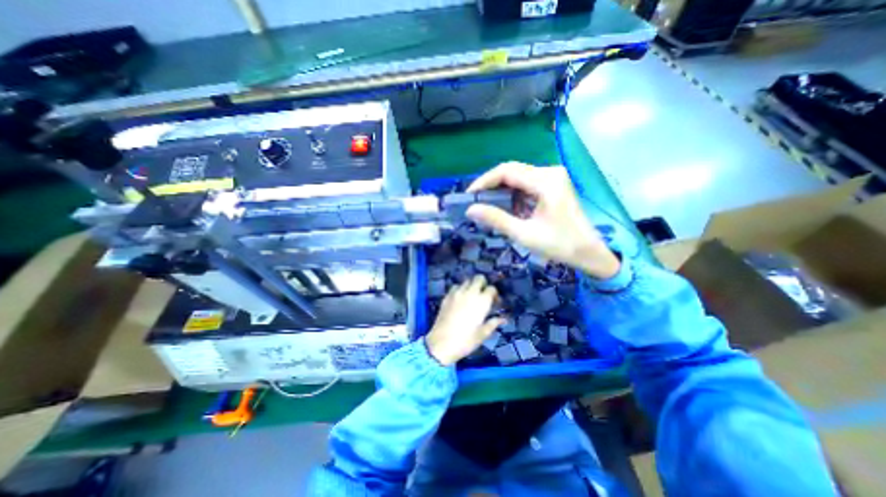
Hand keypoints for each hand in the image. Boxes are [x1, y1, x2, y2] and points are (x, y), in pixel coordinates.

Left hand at [424, 273, 501, 366]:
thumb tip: (503, 319)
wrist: (442, 344)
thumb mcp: (483, 334)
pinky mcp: (447, 296)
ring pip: (467, 281)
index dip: (494, 294)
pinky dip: (460, 289)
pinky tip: (460, 299)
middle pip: (479, 278)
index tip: (495, 302)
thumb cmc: (466, 341)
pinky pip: (455, 287)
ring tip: (471, 297)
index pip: (491, 289)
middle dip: (483, 284)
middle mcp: (470, 293)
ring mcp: (457, 293)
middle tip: (483, 296)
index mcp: (482, 302)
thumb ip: (493, 323)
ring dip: (471, 286)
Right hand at [466, 163, 617, 279]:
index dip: (484, 181)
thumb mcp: (524, 234)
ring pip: (518, 176)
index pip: (507, 171)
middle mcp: (550, 172)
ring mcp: (553, 177)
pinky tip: (505, 205)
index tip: (469, 195)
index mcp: (546, 182)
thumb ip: (496, 219)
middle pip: (512, 171)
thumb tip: (470, 210)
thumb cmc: (560, 245)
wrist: (589, 252)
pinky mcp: (553, 184)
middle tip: (475, 200)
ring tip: (485, 203)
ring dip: (500, 189)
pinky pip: (526, 183)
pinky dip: (512, 193)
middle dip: (491, 184)